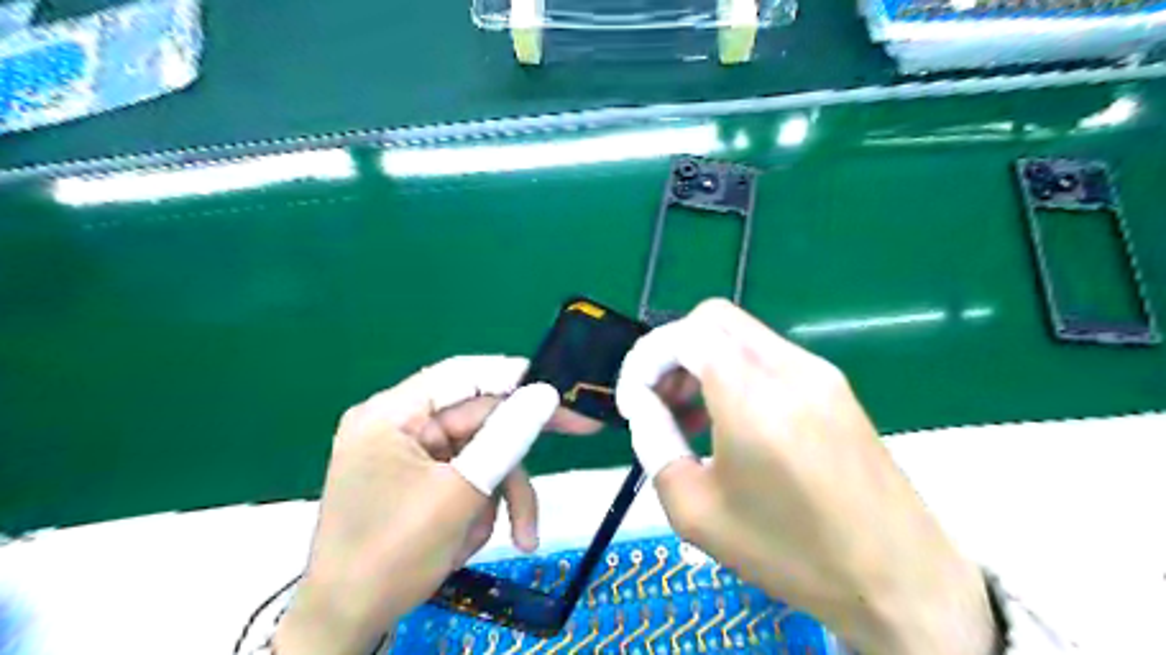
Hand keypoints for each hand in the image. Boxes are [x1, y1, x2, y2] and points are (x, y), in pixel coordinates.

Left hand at [276, 355, 596, 653]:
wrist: (346, 624)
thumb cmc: (392, 557)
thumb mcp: (459, 495)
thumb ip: (506, 438)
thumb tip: (546, 393)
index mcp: (392, 414)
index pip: (463, 375)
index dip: (515, 376)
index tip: (560, 386)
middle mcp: (399, 425)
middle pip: (479, 419)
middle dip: (515, 457)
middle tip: (582, 430)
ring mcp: (410, 454)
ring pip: (481, 454)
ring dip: (500, 494)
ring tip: (518, 536)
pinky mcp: (419, 480)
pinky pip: (467, 478)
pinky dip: (480, 508)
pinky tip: (468, 542)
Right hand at [618, 300, 990, 653]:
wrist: (899, 578)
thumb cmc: (790, 552)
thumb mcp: (696, 511)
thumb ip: (655, 444)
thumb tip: (644, 406)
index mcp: (753, 397)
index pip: (684, 335)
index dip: (647, 360)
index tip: (636, 401)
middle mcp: (788, 368)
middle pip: (712, 318)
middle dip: (674, 350)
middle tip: (662, 400)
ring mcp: (818, 371)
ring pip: (740, 333)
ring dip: (704, 359)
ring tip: (692, 415)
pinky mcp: (834, 384)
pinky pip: (768, 354)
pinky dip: (734, 370)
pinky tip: (733, 419)